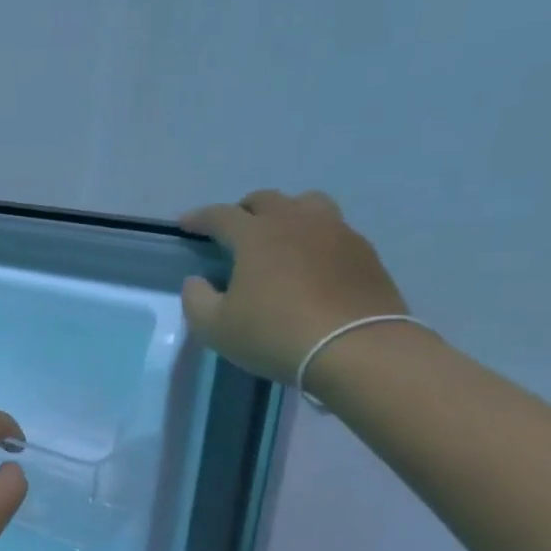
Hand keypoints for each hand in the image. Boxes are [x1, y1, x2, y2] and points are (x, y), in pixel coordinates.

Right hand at [181, 190, 410, 385]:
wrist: (358, 350)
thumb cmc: (275, 335)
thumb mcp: (215, 327)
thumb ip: (196, 299)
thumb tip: (197, 281)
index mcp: (256, 234)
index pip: (220, 215)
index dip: (199, 218)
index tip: (186, 225)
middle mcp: (296, 221)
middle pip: (266, 200)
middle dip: (244, 211)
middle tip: (235, 232)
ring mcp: (336, 232)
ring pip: (307, 204)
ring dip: (287, 214)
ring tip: (280, 237)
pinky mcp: (365, 253)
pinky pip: (334, 230)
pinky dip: (316, 238)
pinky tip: (313, 263)